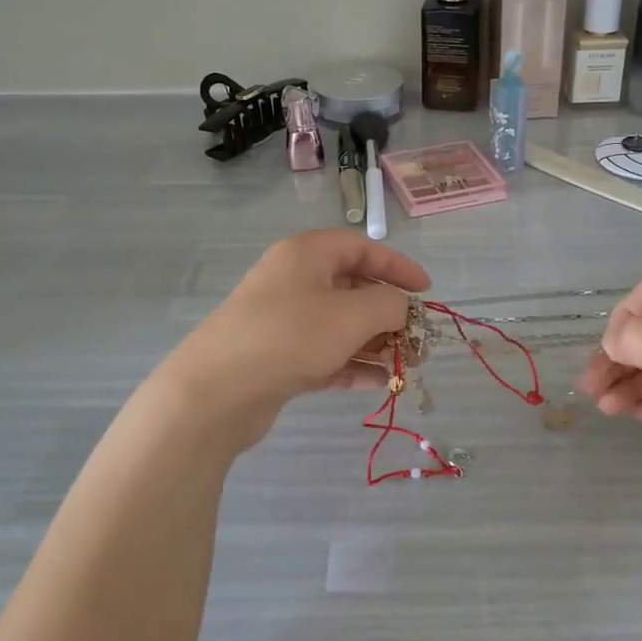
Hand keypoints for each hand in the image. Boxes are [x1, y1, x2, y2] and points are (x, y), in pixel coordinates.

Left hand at [157, 232, 430, 448]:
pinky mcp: (277, 358)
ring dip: (375, 342)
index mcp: (306, 255)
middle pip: (351, 288)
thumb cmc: (289, 337)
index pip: (360, 248)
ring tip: (407, 365)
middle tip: (417, 336)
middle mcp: (293, 282)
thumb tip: (400, 307)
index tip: (426, 290)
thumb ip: (388, 305)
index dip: (397, 266)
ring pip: (339, 325)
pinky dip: (352, 364)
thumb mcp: (350, 315)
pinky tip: (380, 383)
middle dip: (388, 312)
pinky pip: (325, 354)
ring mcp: (283, 322)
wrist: (215, 392)